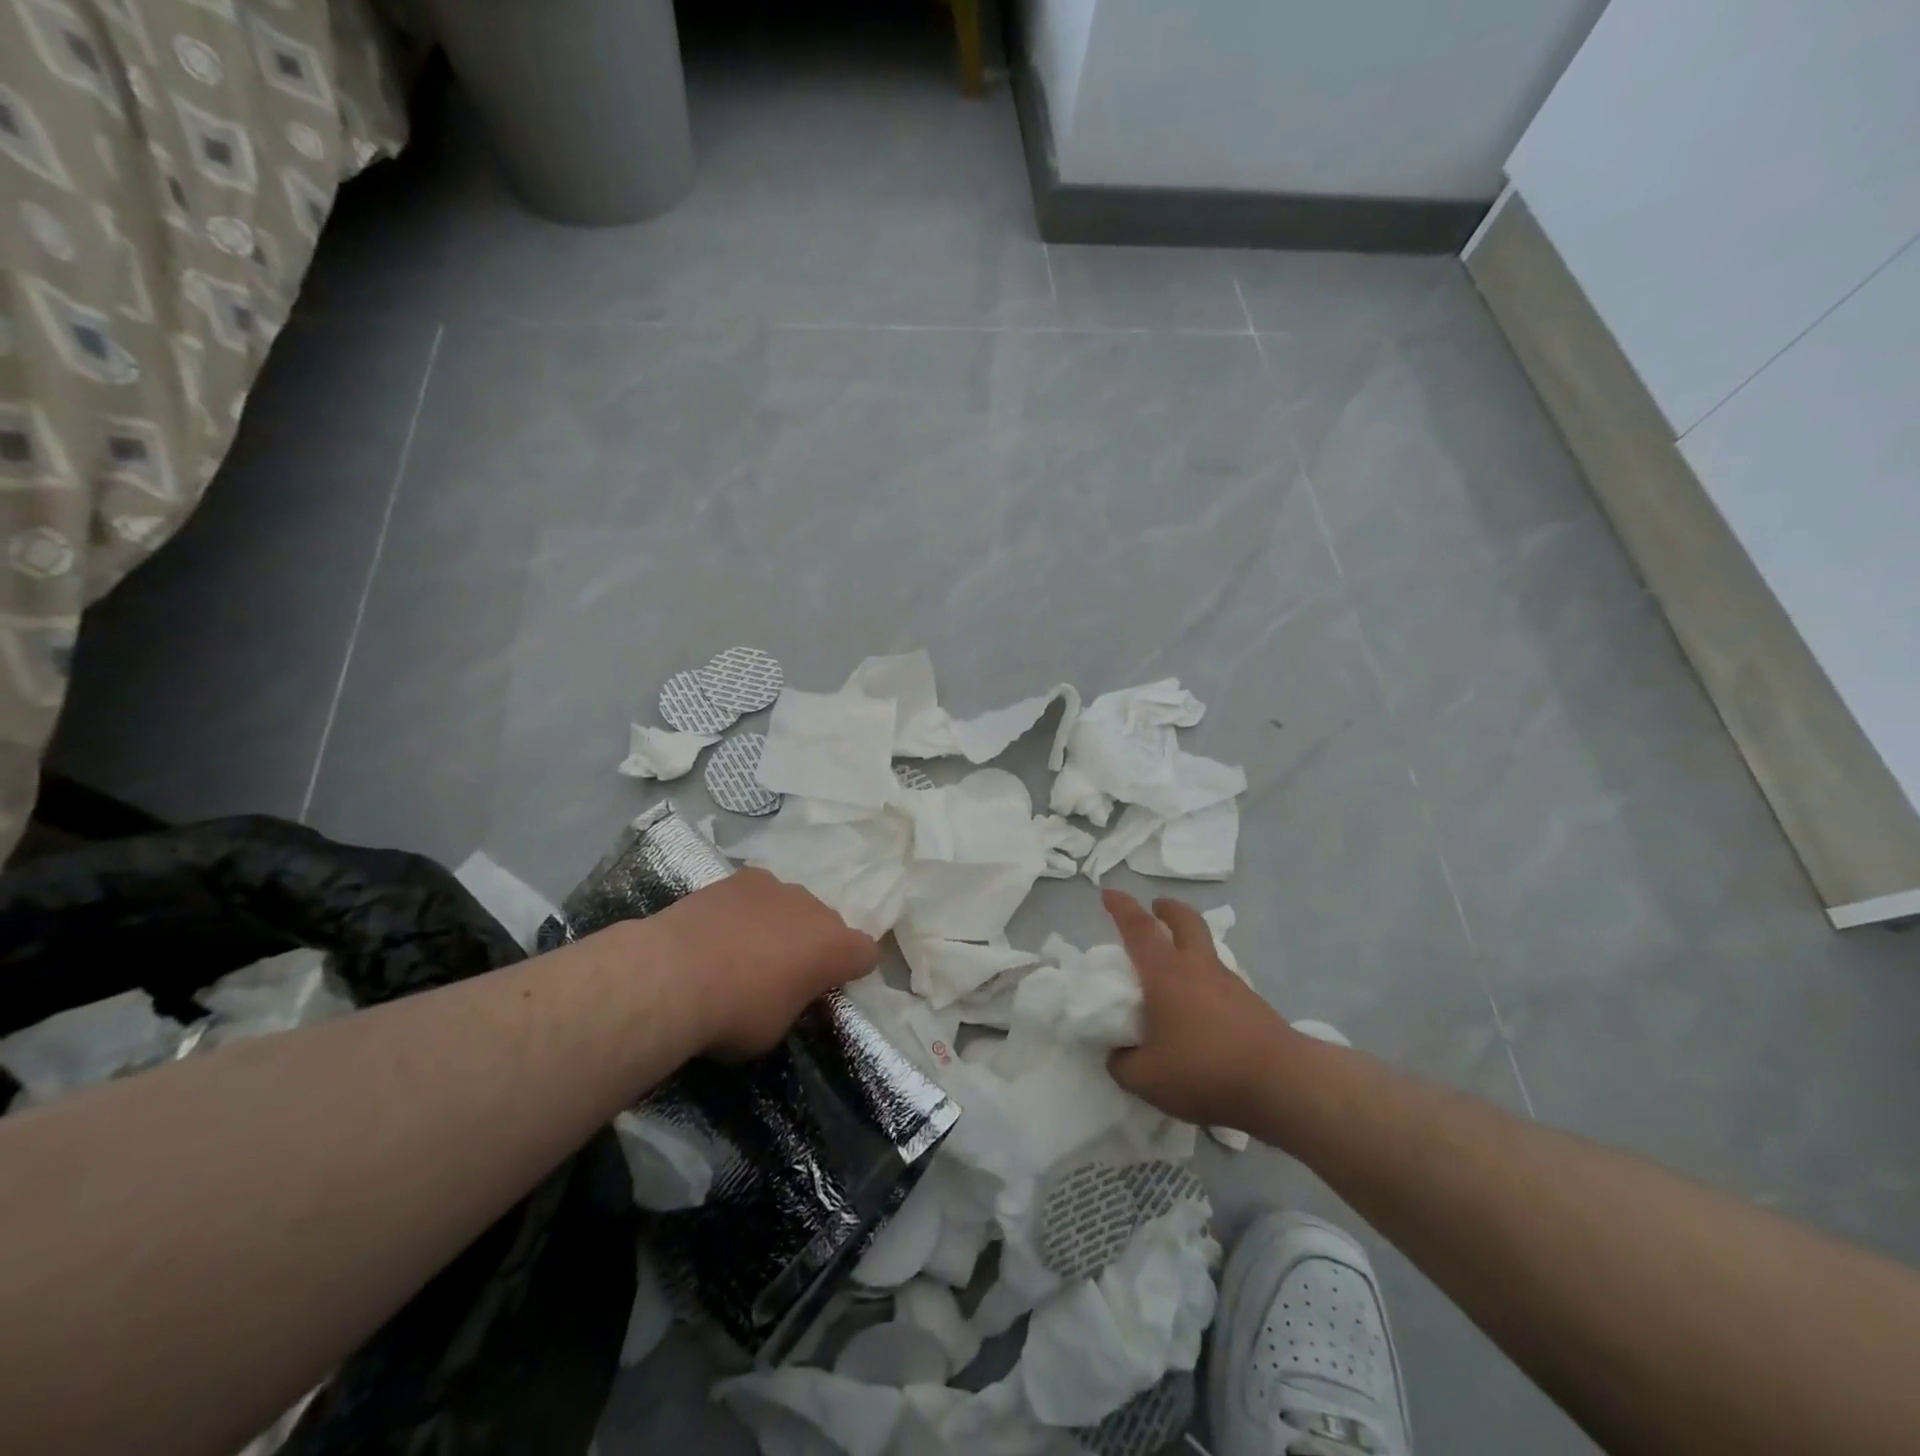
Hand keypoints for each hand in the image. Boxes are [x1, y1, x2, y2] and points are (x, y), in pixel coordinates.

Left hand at [653, 869, 879, 1058]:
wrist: (674, 973)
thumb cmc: (735, 1012)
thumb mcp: (777, 1028)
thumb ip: (796, 1003)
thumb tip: (791, 993)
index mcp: (835, 948)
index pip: (866, 954)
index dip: (850, 971)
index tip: (826, 989)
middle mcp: (815, 908)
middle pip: (827, 924)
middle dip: (812, 945)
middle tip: (782, 974)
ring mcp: (777, 886)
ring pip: (791, 905)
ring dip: (780, 924)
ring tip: (744, 950)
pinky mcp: (740, 877)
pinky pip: (757, 894)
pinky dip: (748, 909)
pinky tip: (721, 929)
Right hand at [1103, 889, 1298, 1130]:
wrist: (1282, 1084)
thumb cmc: (1205, 1070)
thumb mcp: (1146, 1079)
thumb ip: (1122, 1063)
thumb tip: (1118, 1054)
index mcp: (1165, 973)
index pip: (1138, 928)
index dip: (1121, 907)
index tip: (1108, 893)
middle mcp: (1197, 967)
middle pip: (1186, 921)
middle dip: (1168, 909)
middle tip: (1156, 909)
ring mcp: (1229, 983)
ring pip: (1206, 948)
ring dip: (1189, 944)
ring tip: (1174, 968)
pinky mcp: (1251, 1004)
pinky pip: (1220, 978)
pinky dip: (1205, 980)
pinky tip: (1199, 1010)